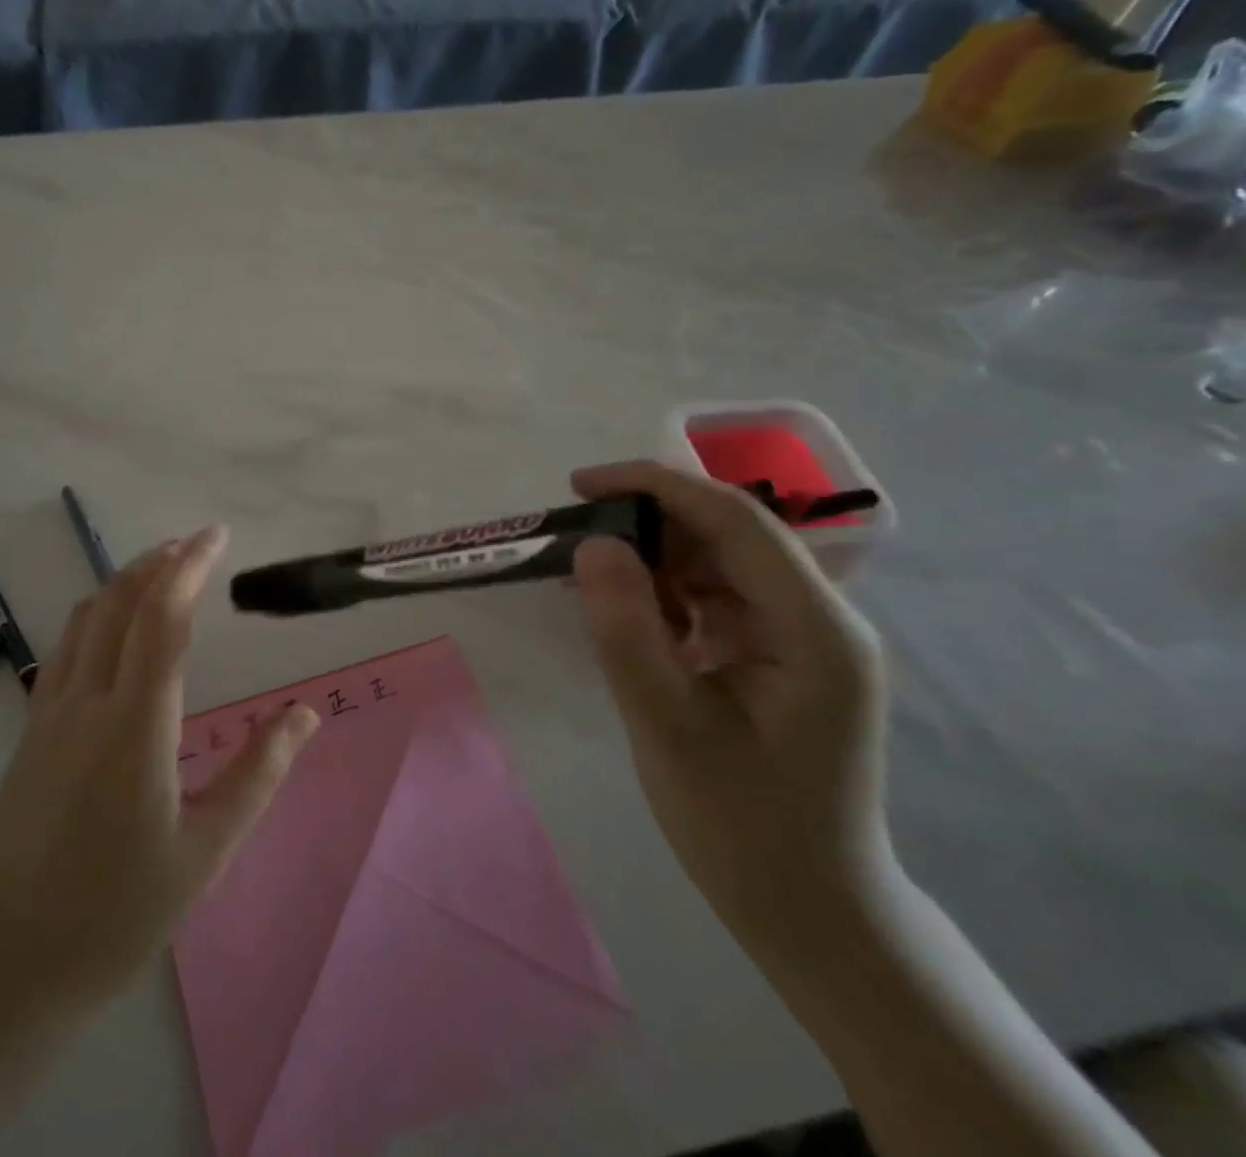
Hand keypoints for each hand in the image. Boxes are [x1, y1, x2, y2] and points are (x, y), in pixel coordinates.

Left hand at [0, 526, 320, 1020]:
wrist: (3, 967)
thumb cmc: (117, 914)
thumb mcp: (206, 851)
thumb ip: (259, 773)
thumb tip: (305, 715)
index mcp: (135, 724)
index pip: (163, 618)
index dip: (190, 567)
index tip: (216, 535)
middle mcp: (87, 702)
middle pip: (119, 604)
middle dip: (157, 562)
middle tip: (193, 542)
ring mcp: (50, 714)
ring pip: (85, 619)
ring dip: (123, 583)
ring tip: (159, 570)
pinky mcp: (30, 732)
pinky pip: (66, 648)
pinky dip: (96, 614)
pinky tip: (114, 629)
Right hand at [569, 460, 895, 958]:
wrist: (810, 911)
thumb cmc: (742, 827)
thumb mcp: (668, 727)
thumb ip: (627, 631)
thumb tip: (594, 544)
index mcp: (815, 628)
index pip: (736, 520)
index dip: (655, 486)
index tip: (580, 484)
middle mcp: (820, 617)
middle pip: (730, 533)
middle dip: (649, 523)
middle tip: (575, 540)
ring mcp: (804, 635)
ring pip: (719, 561)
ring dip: (654, 560)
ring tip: (593, 583)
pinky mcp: (781, 654)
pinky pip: (717, 597)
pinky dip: (666, 594)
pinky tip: (628, 617)